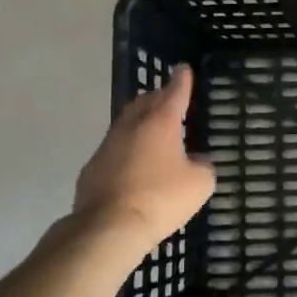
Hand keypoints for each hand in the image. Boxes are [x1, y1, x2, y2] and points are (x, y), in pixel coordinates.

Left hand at [73, 65, 214, 249]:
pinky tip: (134, 163)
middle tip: (170, 100)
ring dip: (141, 121)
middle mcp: (132, 126)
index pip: (174, 91)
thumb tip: (198, 161)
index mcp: (161, 122)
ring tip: (153, 129)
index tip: (184, 69)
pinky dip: (127, 148)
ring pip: (126, 122)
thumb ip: (203, 167)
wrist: (109, 227)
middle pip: (146, 101)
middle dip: (158, 97)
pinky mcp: (93, 167)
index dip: (182, 80)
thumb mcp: (199, 184)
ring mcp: (108, 145)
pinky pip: (114, 148)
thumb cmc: (161, 199)